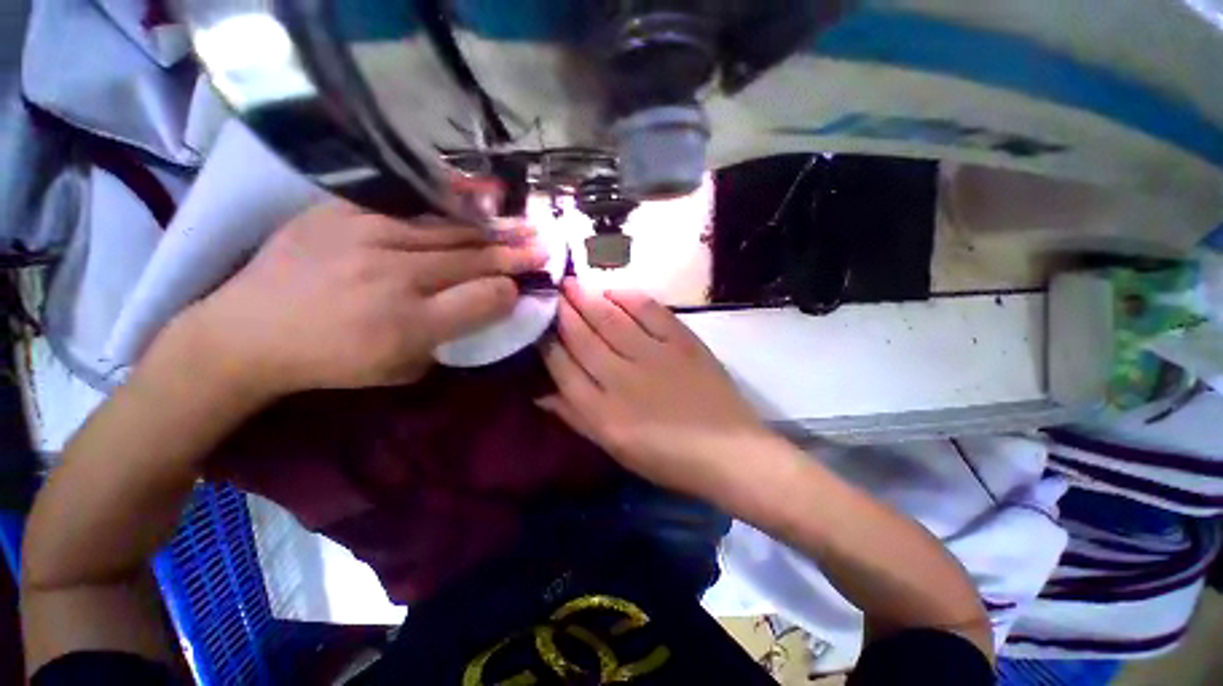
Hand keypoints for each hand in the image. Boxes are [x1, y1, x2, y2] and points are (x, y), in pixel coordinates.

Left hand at [176, 201, 546, 398]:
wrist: (248, 332)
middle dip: (517, 253)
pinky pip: (409, 204)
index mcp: (410, 324)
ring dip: (494, 229)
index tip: (524, 287)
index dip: (511, 291)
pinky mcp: (342, 212)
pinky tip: (476, 200)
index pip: (485, 299)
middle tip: (546, 246)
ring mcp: (367, 236)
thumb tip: (483, 307)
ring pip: (450, 230)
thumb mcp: (401, 369)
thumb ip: (450, 339)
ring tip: (524, 223)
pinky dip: (449, 205)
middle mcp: (395, 276)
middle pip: (474, 259)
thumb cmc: (332, 361)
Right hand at [539, 280, 769, 495]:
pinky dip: (630, 298)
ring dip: (589, 299)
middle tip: (552, 291)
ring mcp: (654, 357)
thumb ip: (577, 419)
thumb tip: (541, 395)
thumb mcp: (615, 449)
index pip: (563, 369)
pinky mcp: (683, 343)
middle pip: (583, 339)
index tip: (539, 325)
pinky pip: (651, 313)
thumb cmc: (668, 459)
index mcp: (603, 413)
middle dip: (563, 313)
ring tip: (572, 284)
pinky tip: (614, 289)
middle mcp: (622, 379)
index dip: (548, 344)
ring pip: (611, 321)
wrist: (729, 452)